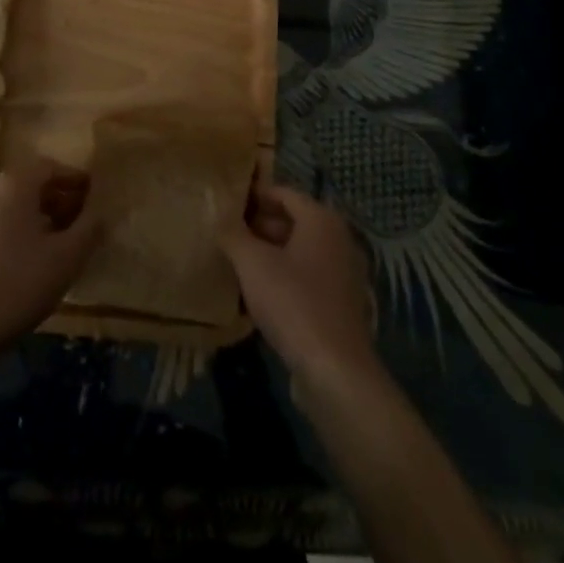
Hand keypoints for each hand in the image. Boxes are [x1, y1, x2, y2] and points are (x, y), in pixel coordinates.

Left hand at [0, 157, 100, 356]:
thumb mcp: (68, 255)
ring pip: (13, 207)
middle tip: (81, 218)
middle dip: (58, 198)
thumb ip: (89, 228)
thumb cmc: (21, 282)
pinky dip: (20, 232)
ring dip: (39, 216)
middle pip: (29, 185)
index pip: (48, 167)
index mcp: (14, 185)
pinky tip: (33, 260)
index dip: (74, 178)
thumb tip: (100, 212)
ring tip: (61, 241)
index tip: (93, 194)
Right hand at [221, 184, 379, 390]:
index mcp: (321, 219)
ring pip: (300, 251)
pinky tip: (261, 293)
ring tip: (239, 262)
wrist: (335, 369)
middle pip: (294, 221)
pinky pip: (309, 276)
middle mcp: (338, 238)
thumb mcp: (252, 264)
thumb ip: (233, 234)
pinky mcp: (342, 302)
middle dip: (260, 226)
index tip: (228, 205)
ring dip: (271, 253)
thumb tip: (219, 215)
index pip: (284, 193)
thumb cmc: (293, 303)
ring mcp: (344, 271)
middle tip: (229, 235)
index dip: (254, 196)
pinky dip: (286, 276)